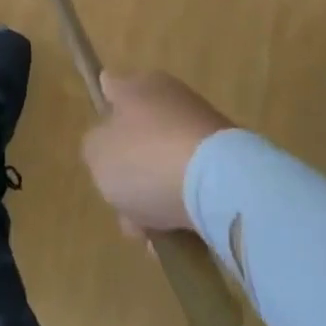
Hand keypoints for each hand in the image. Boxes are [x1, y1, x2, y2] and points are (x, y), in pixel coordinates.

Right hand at [82, 71, 233, 234]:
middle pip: (139, 137)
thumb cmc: (147, 159)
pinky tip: (181, 240)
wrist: (222, 184)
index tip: (102, 138)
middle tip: (126, 210)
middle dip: (131, 175)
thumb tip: (107, 147)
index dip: (104, 109)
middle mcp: (170, 97)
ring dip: (157, 199)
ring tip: (154, 239)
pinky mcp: (230, 160)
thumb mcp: (97, 154)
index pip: (111, 87)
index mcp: (136, 86)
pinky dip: (186, 209)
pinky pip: (195, 185)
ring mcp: (203, 128)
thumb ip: (95, 148)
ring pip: (166, 165)